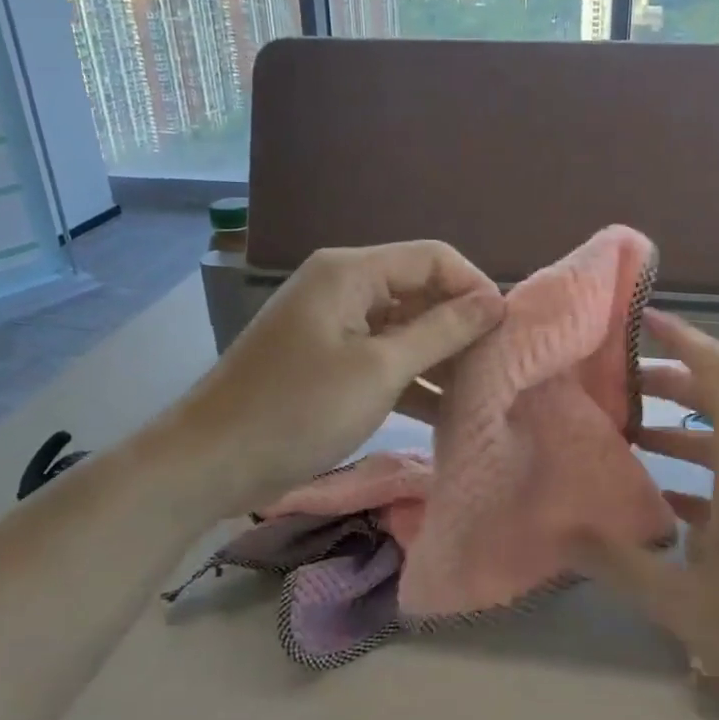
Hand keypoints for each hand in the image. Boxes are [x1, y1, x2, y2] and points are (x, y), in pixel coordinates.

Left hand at [180, 241, 503, 510]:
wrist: (212, 461)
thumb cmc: (298, 408)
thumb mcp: (379, 369)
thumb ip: (442, 331)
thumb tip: (494, 302)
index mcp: (351, 272)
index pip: (433, 257)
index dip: (475, 287)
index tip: (506, 332)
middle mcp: (344, 287)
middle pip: (420, 291)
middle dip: (460, 326)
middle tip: (498, 367)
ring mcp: (335, 325)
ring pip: (405, 327)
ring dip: (440, 357)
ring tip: (479, 392)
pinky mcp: (329, 361)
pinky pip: (383, 356)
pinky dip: (412, 378)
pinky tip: (444, 410)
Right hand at [576, 310, 718, 719]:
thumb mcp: (689, 605)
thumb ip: (620, 564)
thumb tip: (559, 532)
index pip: (714, 369)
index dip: (677, 336)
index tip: (638, 318)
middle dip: (667, 385)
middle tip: (613, 388)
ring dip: (685, 433)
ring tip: (631, 440)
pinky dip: (710, 476)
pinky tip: (673, 508)